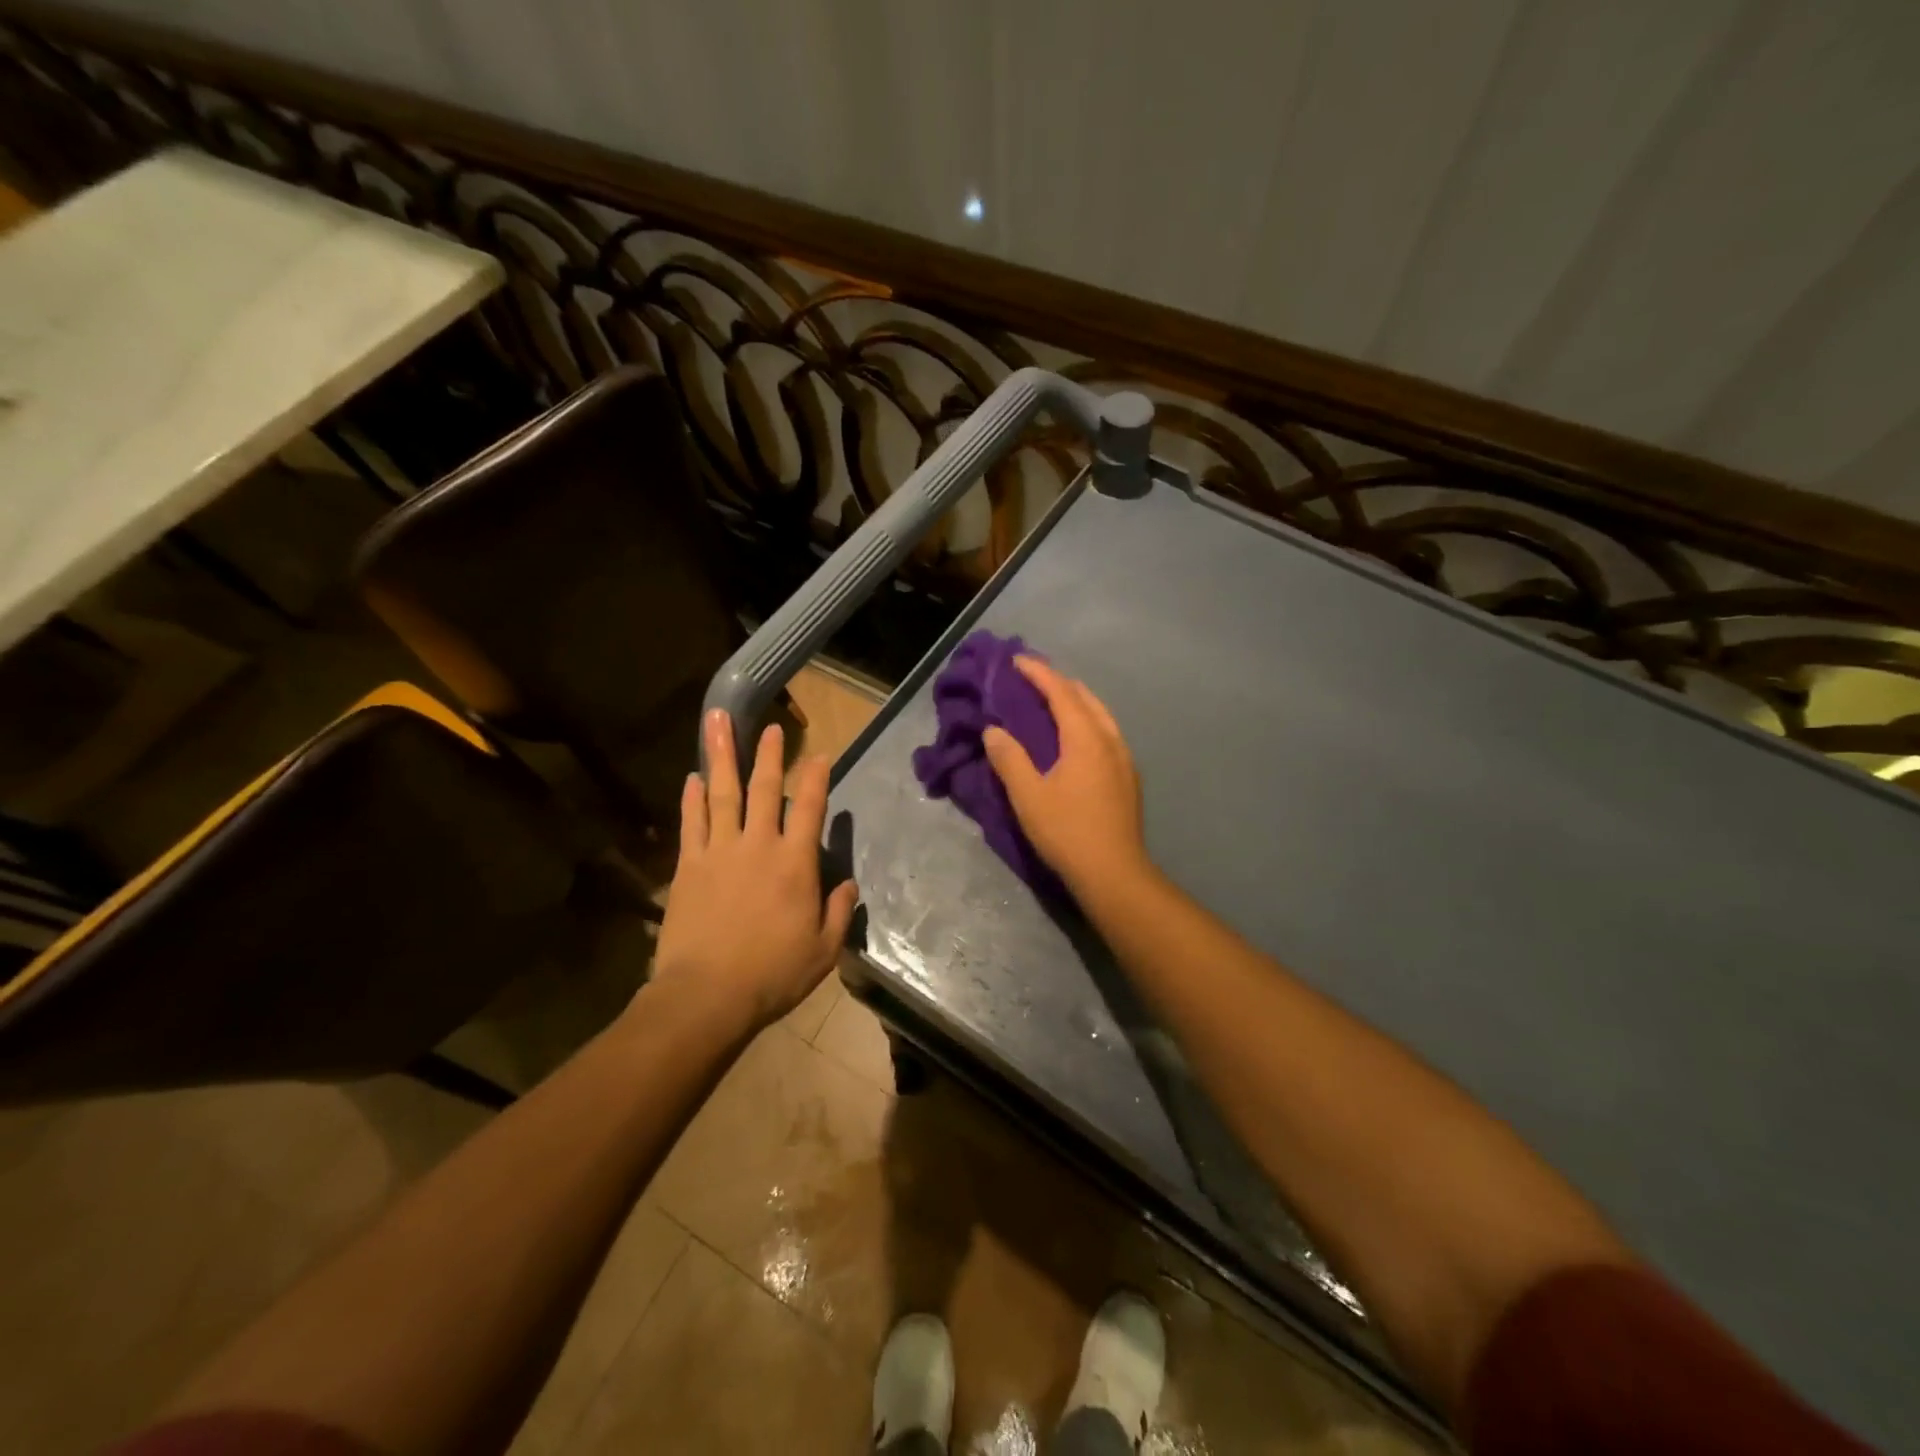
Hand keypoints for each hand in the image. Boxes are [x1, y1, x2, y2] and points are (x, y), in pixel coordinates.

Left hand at [650, 709, 858, 1028]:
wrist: (706, 996)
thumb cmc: (772, 974)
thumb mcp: (822, 950)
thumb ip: (838, 912)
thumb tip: (848, 884)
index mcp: (795, 863)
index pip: (810, 808)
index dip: (816, 778)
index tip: (819, 754)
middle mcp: (758, 845)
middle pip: (764, 789)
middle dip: (769, 755)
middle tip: (771, 726)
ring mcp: (719, 851)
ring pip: (722, 794)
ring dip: (722, 756)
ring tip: (717, 722)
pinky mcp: (688, 866)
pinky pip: (692, 823)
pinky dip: (693, 798)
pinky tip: (693, 778)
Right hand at [982, 657, 1147, 892]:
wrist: (1114, 873)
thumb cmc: (1067, 832)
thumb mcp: (1028, 796)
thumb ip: (1009, 758)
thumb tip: (994, 730)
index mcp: (1086, 738)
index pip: (1061, 691)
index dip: (1038, 673)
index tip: (1016, 660)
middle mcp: (1110, 739)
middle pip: (1085, 697)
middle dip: (1058, 682)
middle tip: (1031, 679)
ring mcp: (1124, 758)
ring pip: (1101, 714)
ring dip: (1076, 701)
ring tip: (1052, 702)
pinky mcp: (1129, 777)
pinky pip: (1107, 733)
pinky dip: (1087, 721)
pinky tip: (1076, 738)